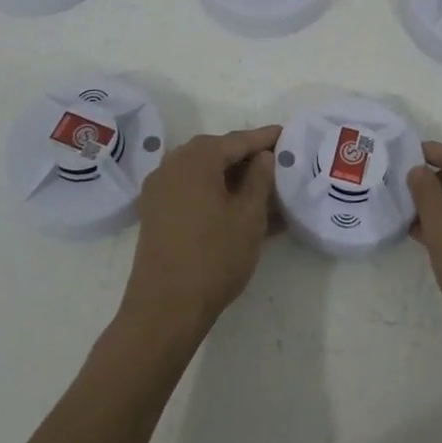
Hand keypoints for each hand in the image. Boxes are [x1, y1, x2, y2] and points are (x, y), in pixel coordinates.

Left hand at [122, 125, 280, 345]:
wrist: (165, 308)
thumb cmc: (214, 256)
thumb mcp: (249, 216)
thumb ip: (259, 179)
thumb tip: (263, 157)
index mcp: (196, 159)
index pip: (237, 140)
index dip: (264, 138)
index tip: (286, 134)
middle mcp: (172, 166)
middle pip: (216, 153)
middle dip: (246, 157)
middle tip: (275, 161)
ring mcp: (160, 191)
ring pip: (203, 174)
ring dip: (231, 178)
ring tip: (262, 188)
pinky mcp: (156, 214)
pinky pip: (191, 192)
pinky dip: (215, 194)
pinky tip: (239, 209)